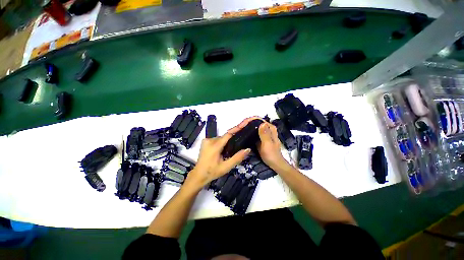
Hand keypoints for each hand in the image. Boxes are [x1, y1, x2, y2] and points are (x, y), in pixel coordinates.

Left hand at [184, 133, 250, 190]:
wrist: (198, 174)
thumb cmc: (212, 172)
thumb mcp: (226, 167)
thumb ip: (237, 158)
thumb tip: (248, 149)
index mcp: (215, 146)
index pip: (228, 134)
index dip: (237, 129)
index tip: (244, 124)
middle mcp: (210, 140)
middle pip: (225, 136)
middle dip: (232, 139)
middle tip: (238, 145)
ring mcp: (206, 140)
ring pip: (221, 138)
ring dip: (226, 142)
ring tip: (228, 151)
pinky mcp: (205, 141)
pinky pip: (216, 139)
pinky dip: (221, 143)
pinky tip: (223, 150)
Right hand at [228, 117, 287, 169]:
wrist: (274, 164)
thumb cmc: (272, 155)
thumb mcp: (268, 144)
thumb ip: (264, 134)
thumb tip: (262, 123)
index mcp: (270, 128)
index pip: (258, 120)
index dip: (249, 121)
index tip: (241, 126)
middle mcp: (267, 128)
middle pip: (254, 122)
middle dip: (245, 123)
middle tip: (237, 128)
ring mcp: (263, 133)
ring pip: (252, 126)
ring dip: (245, 127)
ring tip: (237, 131)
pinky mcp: (259, 137)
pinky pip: (252, 132)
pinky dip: (246, 132)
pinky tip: (241, 134)